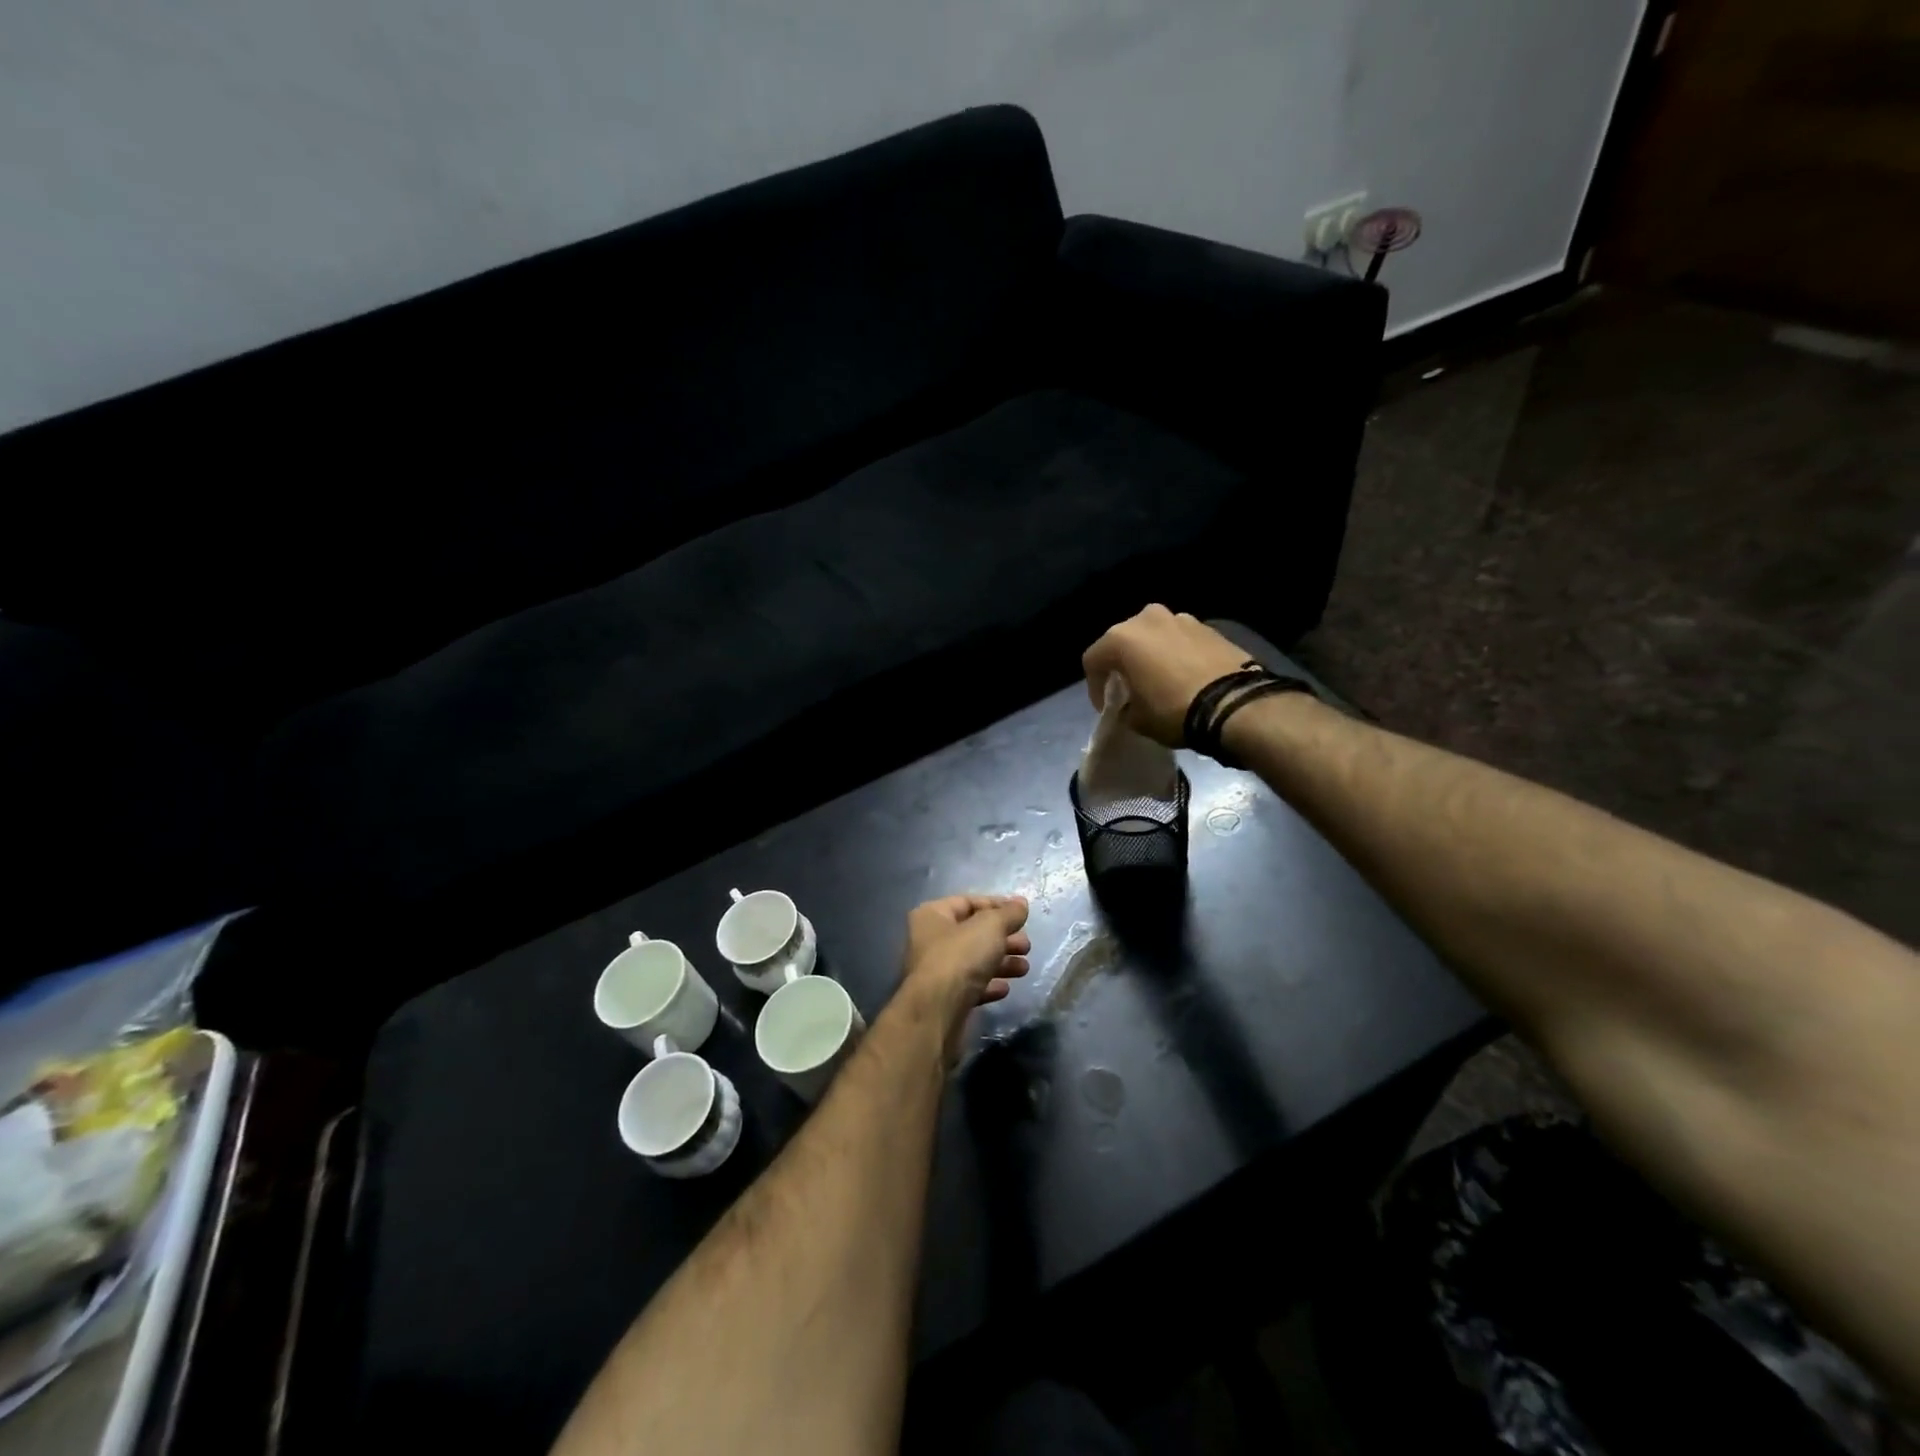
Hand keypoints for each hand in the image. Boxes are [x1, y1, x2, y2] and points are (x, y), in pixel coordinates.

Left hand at [900, 895, 1030, 1064]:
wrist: (936, 1014)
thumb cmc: (960, 958)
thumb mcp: (990, 927)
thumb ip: (1008, 913)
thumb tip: (1021, 903)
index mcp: (932, 915)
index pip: (968, 902)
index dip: (996, 905)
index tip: (1022, 915)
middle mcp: (930, 940)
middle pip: (973, 933)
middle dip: (1003, 937)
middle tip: (1026, 946)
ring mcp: (936, 971)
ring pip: (974, 961)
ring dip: (1001, 962)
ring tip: (1024, 968)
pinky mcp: (945, 999)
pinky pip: (971, 986)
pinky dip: (989, 985)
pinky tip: (1006, 988)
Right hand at [1081, 604, 1250, 746]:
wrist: (1235, 704)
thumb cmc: (1174, 710)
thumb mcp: (1137, 720)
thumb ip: (1125, 707)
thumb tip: (1130, 705)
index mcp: (1122, 638)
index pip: (1092, 660)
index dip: (1094, 687)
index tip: (1106, 708)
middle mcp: (1147, 619)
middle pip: (1124, 641)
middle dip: (1123, 664)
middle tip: (1130, 689)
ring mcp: (1181, 618)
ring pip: (1154, 637)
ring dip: (1152, 655)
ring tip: (1160, 680)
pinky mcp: (1209, 626)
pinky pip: (1181, 640)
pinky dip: (1177, 654)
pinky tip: (1185, 676)